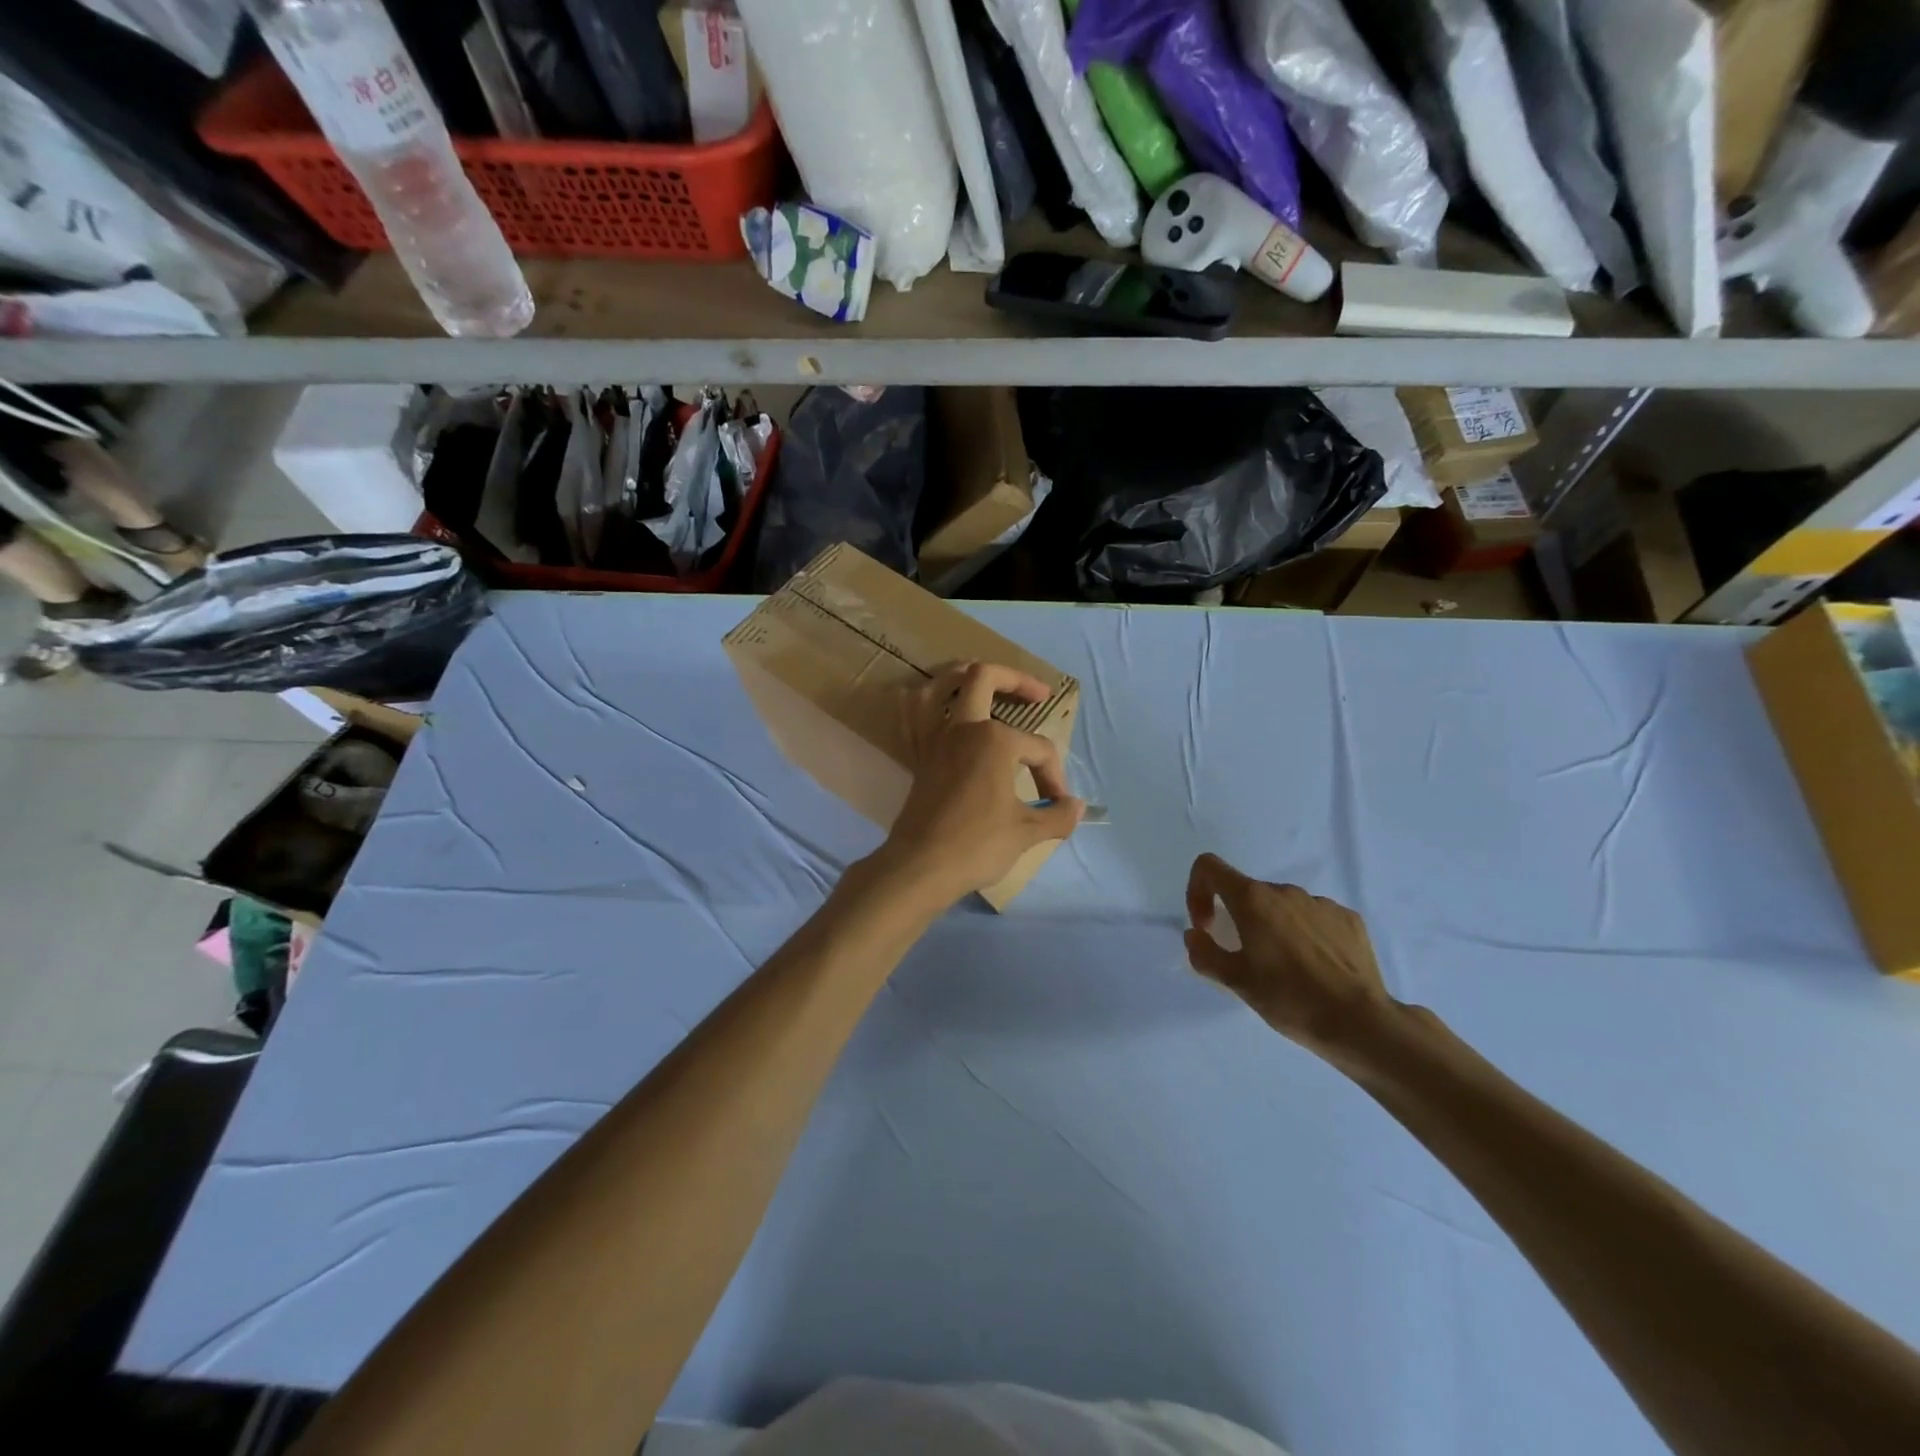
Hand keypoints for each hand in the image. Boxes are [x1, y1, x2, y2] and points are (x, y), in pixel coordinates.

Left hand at [874, 662, 1083, 908]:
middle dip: (1015, 680)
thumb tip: (1077, 807)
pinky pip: (916, 718)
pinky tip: (940, 711)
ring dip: (960, 676)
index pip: (1038, 749)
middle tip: (1038, 695)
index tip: (1057, 805)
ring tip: (981, 681)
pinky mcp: (919, 758)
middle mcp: (963, 728)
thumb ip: (1057, 815)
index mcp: (995, 739)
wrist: (921, 866)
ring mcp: (935, 740)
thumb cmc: (977, 844)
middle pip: (985, 679)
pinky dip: (927, 706)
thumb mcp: (1027, 831)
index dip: (1054, 776)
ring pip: (939, 687)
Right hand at [1184, 853, 1394, 1066]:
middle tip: (1245, 959)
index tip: (1207, 926)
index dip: (1197, 889)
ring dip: (1273, 927)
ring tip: (1285, 968)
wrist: (1360, 1023)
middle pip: (1248, 892)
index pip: (1209, 866)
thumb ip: (1205, 953)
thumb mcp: (1235, 981)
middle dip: (1238, 918)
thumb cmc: (1289, 999)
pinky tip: (1315, 968)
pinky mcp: (1349, 919)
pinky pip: (1314, 918)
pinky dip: (1305, 934)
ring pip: (1283, 906)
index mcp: (1253, 899)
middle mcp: (1285, 891)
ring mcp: (1321, 903)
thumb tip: (1195, 934)